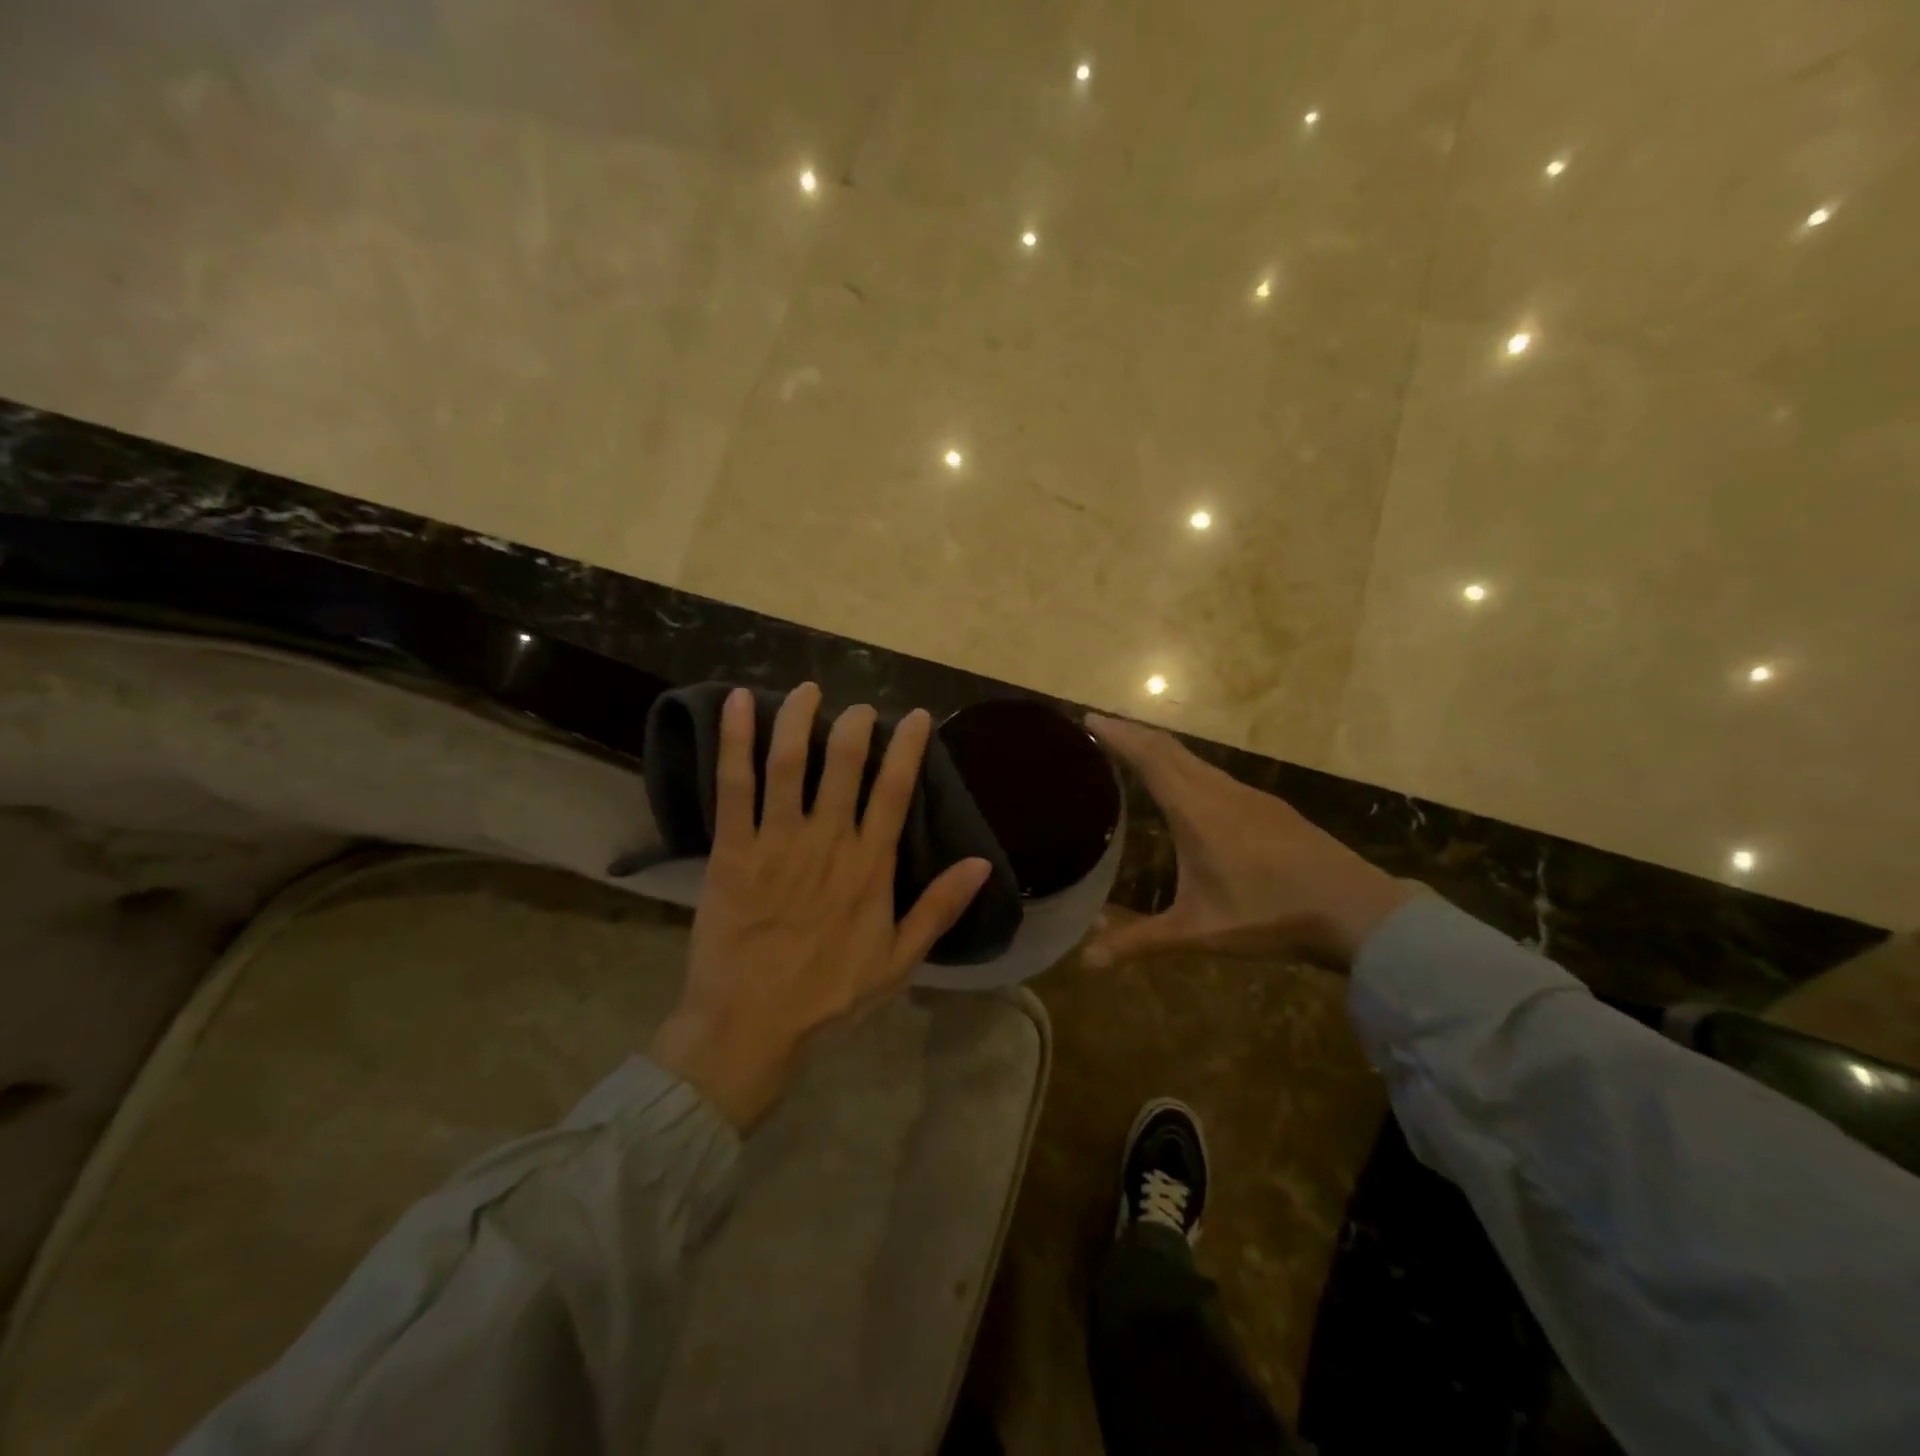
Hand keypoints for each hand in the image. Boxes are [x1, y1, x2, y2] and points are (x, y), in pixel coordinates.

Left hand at [650, 683, 991, 1129]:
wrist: (750, 1026)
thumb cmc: (829, 996)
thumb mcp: (900, 962)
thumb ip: (939, 909)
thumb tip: (982, 864)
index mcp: (870, 867)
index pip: (896, 791)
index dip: (908, 748)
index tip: (916, 716)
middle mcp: (827, 842)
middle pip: (843, 764)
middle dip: (854, 725)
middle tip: (859, 708)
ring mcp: (777, 841)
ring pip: (789, 763)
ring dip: (799, 719)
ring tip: (808, 691)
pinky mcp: (732, 849)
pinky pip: (734, 785)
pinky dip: (736, 741)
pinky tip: (738, 703)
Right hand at [1083, 713, 1415, 971]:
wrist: (1358, 911)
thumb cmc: (1270, 916)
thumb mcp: (1199, 932)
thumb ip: (1141, 941)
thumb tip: (1088, 961)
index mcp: (1197, 810)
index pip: (1149, 758)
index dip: (1118, 735)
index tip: (1088, 717)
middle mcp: (1220, 791)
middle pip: (1170, 748)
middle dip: (1134, 733)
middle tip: (1102, 726)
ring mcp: (1250, 796)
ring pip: (1195, 760)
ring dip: (1162, 748)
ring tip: (1136, 752)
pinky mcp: (1270, 807)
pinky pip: (1216, 774)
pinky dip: (1188, 767)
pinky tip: (1190, 789)